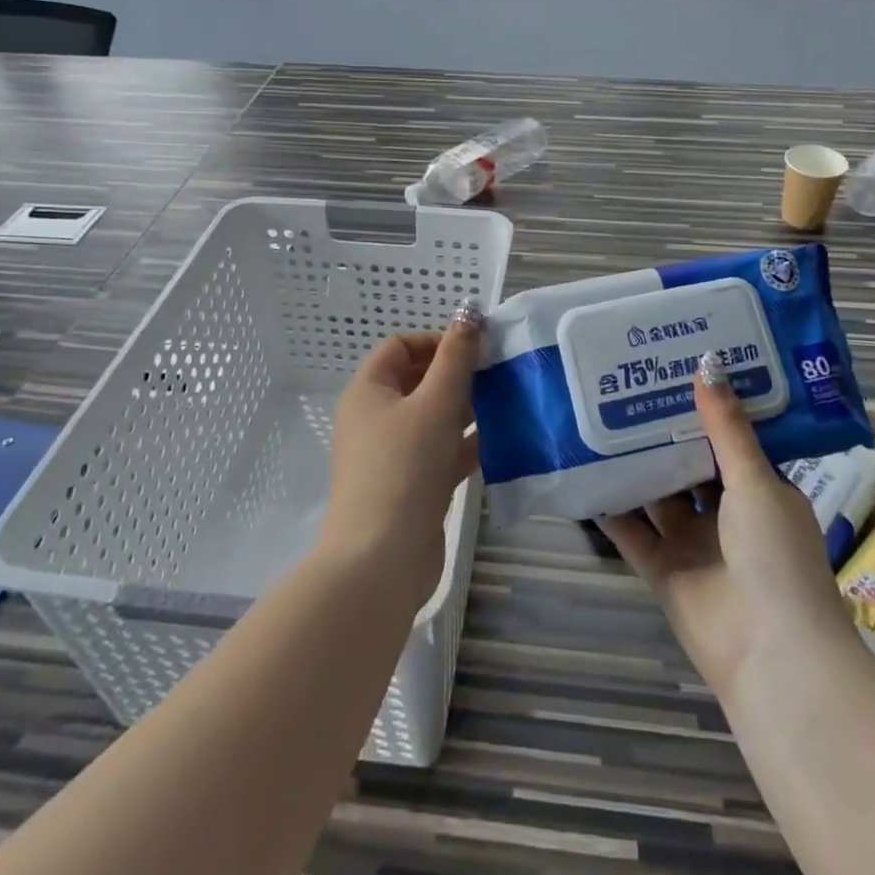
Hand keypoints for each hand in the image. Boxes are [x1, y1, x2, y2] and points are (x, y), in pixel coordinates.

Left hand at [317, 301, 484, 609]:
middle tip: (497, 373)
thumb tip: (470, 313)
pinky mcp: (410, 486)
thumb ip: (456, 358)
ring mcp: (392, 455)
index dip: (436, 341)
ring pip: (432, 418)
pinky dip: (465, 444)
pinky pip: (440, 452)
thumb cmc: (404, 468)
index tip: (474, 349)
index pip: (399, 347)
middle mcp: (374, 419)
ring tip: (507, 401)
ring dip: (466, 408)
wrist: (381, 561)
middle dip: (456, 374)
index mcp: (368, 392)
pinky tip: (501, 440)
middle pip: (417, 381)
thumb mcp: (435, 404)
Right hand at [598, 354, 851, 699]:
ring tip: (598, 419)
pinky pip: (632, 531)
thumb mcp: (754, 482)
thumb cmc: (775, 556)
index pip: (728, 440)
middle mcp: (727, 514)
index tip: (675, 368)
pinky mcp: (663, 570)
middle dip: (664, 433)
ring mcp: (693, 544)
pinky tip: (584, 475)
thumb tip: (707, 363)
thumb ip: (726, 428)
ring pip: (658, 495)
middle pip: (689, 465)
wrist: (771, 655)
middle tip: (628, 386)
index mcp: (761, 491)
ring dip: (635, 466)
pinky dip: (611, 508)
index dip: (705, 407)